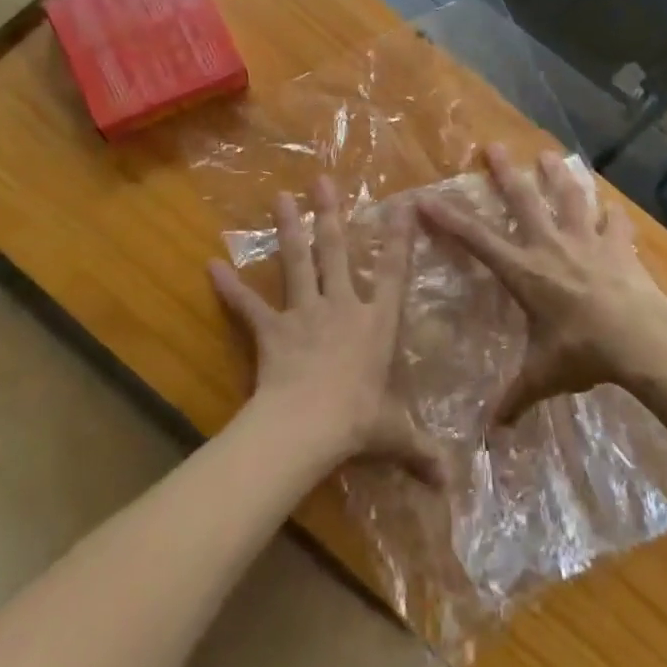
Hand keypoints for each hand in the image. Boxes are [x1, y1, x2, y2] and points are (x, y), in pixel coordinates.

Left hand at [209, 178, 441, 484]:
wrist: (306, 428)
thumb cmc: (357, 423)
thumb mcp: (395, 437)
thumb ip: (422, 452)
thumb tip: (454, 485)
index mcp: (376, 322)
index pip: (395, 272)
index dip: (400, 237)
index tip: (404, 205)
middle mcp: (342, 305)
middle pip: (337, 251)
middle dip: (331, 214)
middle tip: (322, 180)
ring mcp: (304, 312)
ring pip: (297, 262)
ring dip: (289, 229)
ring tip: (280, 197)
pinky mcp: (272, 329)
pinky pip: (248, 306)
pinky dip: (230, 288)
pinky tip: (211, 266)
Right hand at [418, 145, 666, 422]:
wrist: (642, 339)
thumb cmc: (584, 352)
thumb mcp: (544, 376)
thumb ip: (515, 397)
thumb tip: (490, 433)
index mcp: (526, 272)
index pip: (478, 241)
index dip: (449, 220)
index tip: (425, 199)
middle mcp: (551, 246)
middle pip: (524, 201)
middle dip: (505, 174)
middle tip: (494, 147)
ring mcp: (587, 241)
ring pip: (568, 198)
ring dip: (557, 176)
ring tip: (550, 155)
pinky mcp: (618, 246)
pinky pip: (614, 223)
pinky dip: (612, 214)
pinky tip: (612, 206)